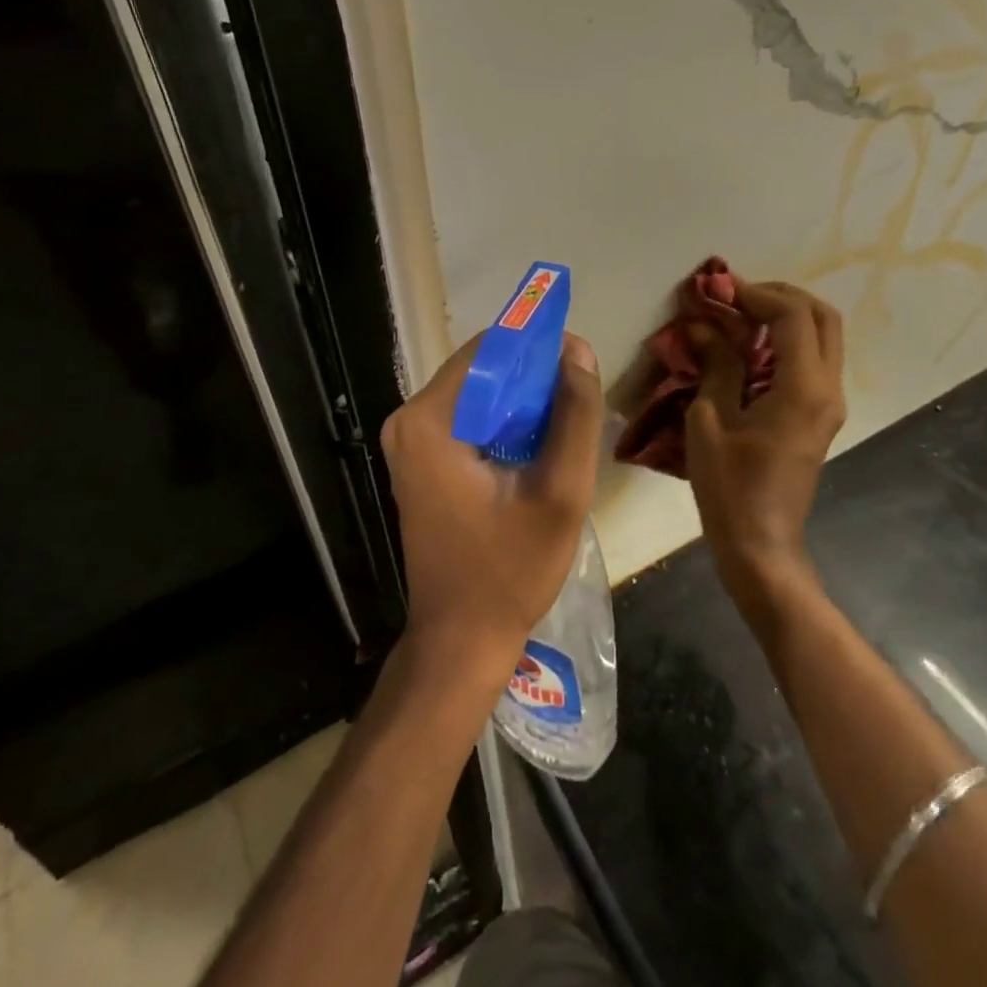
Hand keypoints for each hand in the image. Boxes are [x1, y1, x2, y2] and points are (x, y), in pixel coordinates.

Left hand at [381, 332, 604, 687]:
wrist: (461, 639)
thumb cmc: (510, 570)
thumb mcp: (560, 492)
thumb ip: (574, 415)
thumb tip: (578, 351)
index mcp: (429, 420)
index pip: (489, 349)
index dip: (538, 347)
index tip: (579, 365)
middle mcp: (408, 420)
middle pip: (482, 369)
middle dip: (533, 378)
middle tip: (578, 403)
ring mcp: (410, 442)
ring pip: (479, 393)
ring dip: (523, 401)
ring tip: (565, 427)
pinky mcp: (420, 460)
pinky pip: (470, 418)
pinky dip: (505, 423)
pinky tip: (537, 448)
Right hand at [684, 279, 846, 614]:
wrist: (761, 546)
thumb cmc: (730, 488)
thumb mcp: (710, 421)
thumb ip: (714, 365)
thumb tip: (702, 324)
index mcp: (803, 388)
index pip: (792, 315)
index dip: (755, 294)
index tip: (718, 289)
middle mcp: (827, 388)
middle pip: (822, 316)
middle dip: (780, 295)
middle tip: (736, 295)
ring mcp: (829, 402)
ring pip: (823, 336)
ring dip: (785, 316)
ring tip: (739, 314)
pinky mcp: (821, 414)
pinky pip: (813, 359)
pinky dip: (787, 340)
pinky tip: (750, 346)